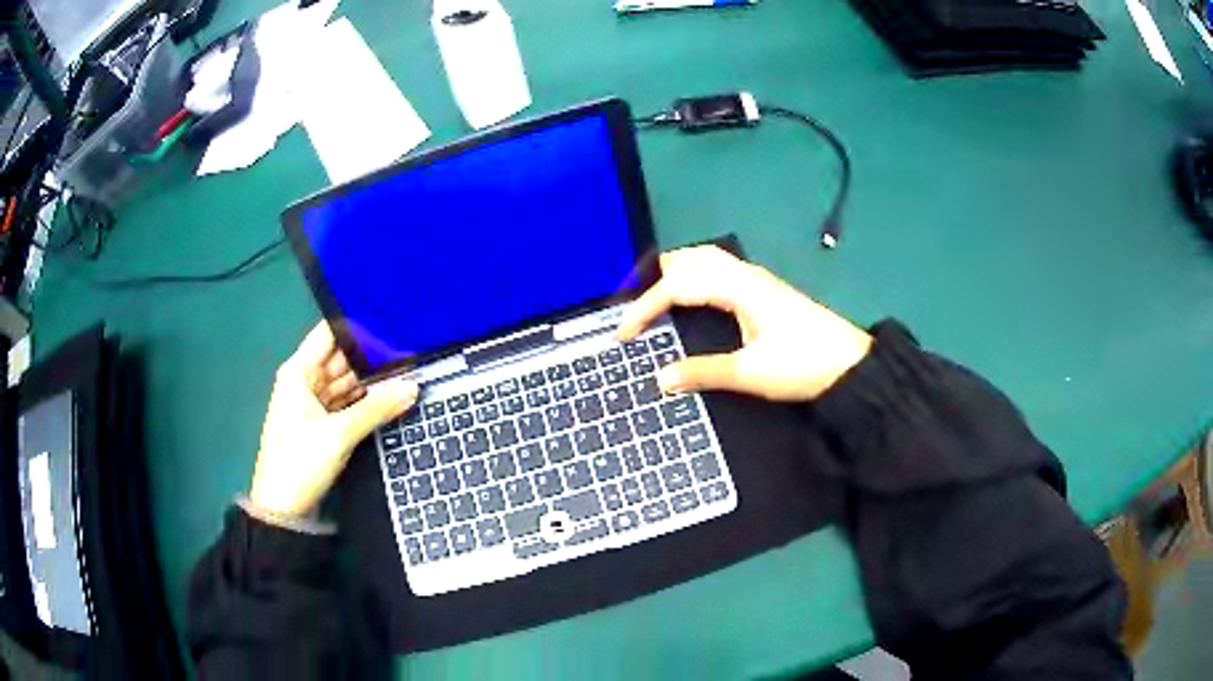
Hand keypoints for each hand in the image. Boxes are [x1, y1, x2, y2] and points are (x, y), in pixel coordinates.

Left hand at [250, 322, 418, 517]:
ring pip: (346, 382)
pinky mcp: (321, 424)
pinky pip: (346, 403)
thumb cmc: (300, 462)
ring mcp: (312, 403)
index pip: (329, 333)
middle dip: (371, 357)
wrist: (283, 509)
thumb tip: (412, 387)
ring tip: (407, 372)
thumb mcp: (339, 434)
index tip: (391, 321)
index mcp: (299, 372)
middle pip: (340, 358)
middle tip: (409, 350)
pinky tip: (389, 397)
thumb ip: (376, 408)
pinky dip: (364, 401)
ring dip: (371, 382)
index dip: (357, 326)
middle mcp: (304, 381)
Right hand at [616, 246, 871, 401]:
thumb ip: (702, 372)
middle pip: (689, 259)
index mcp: (738, 287)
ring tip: (656, 302)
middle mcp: (744, 274)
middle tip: (634, 309)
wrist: (852, 366)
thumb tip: (659, 379)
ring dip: (676, 275)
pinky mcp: (764, 291)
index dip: (644, 307)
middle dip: (655, 279)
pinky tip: (693, 301)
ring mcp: (757, 280)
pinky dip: (694, 279)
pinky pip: (719, 271)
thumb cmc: (802, 365)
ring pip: (705, 261)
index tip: (622, 334)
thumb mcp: (749, 373)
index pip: (677, 285)